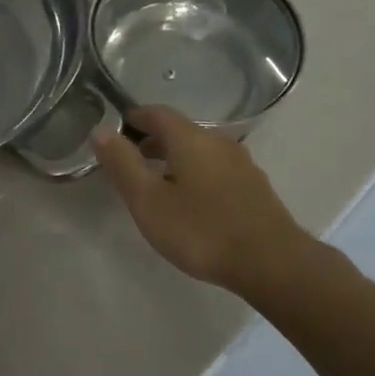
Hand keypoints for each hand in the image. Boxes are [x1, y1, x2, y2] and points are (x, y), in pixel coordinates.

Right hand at [94, 106, 305, 295]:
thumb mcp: (149, 201)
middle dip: (153, 140)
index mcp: (190, 138)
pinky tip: (193, 201)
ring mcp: (241, 163)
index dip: (135, 118)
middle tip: (132, 160)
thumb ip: (123, 164)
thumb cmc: (202, 230)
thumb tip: (101, 130)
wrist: (272, 262)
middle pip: (180, 130)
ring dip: (176, 158)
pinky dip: (196, 173)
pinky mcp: (254, 186)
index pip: (157, 113)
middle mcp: (217, 141)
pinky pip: (217, 168)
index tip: (118, 131)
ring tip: (159, 183)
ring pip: (200, 150)